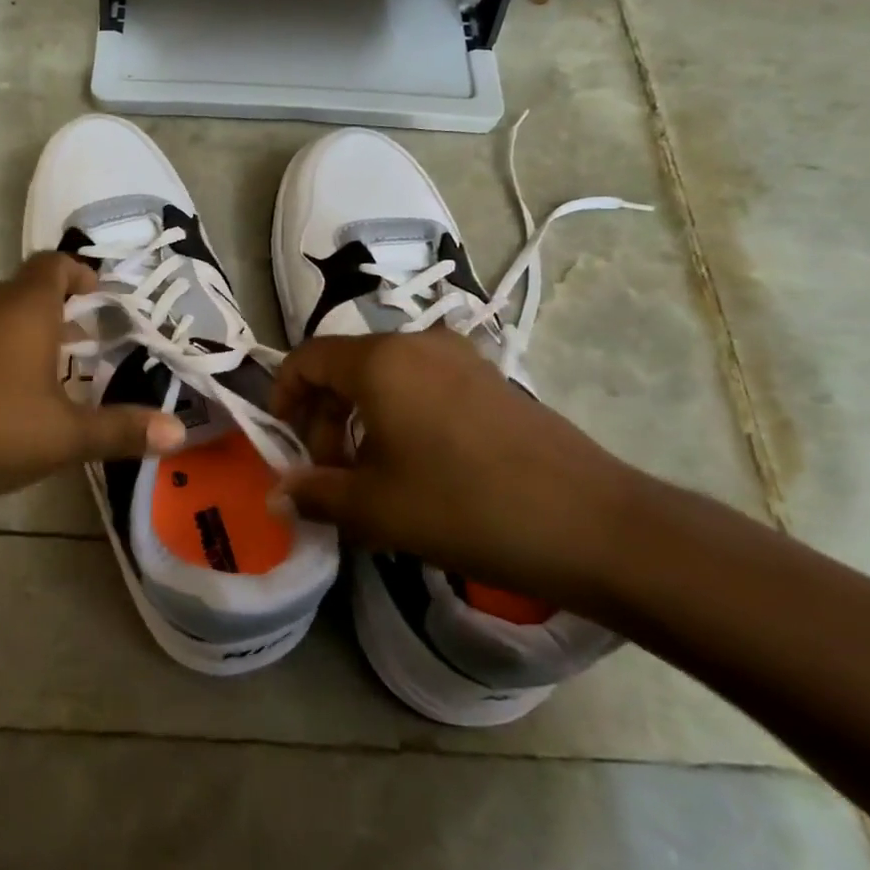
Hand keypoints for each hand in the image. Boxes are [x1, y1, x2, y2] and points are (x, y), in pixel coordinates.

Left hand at [0, 252, 184, 499]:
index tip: (98, 294)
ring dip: (26, 335)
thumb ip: (120, 430)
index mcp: (26, 308)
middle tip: (87, 342)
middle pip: (27, 291)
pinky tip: (2, 396)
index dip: (79, 273)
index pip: (54, 265)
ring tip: (51, 373)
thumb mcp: (63, 435)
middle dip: (59, 312)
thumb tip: (178, 432)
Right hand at [270, 329, 645, 610]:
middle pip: (346, 368)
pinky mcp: (493, 381)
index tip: (284, 440)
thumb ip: (315, 494)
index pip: (307, 358)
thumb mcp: (375, 508)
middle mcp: (418, 344)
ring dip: (362, 421)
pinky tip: (418, 470)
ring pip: (386, 379)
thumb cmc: (464, 506)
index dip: (283, 395)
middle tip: (331, 473)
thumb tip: (277, 496)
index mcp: (380, 361)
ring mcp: (461, 359)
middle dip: (325, 417)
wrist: (592, 525)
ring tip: (372, 478)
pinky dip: (401, 418)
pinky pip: (424, 387)